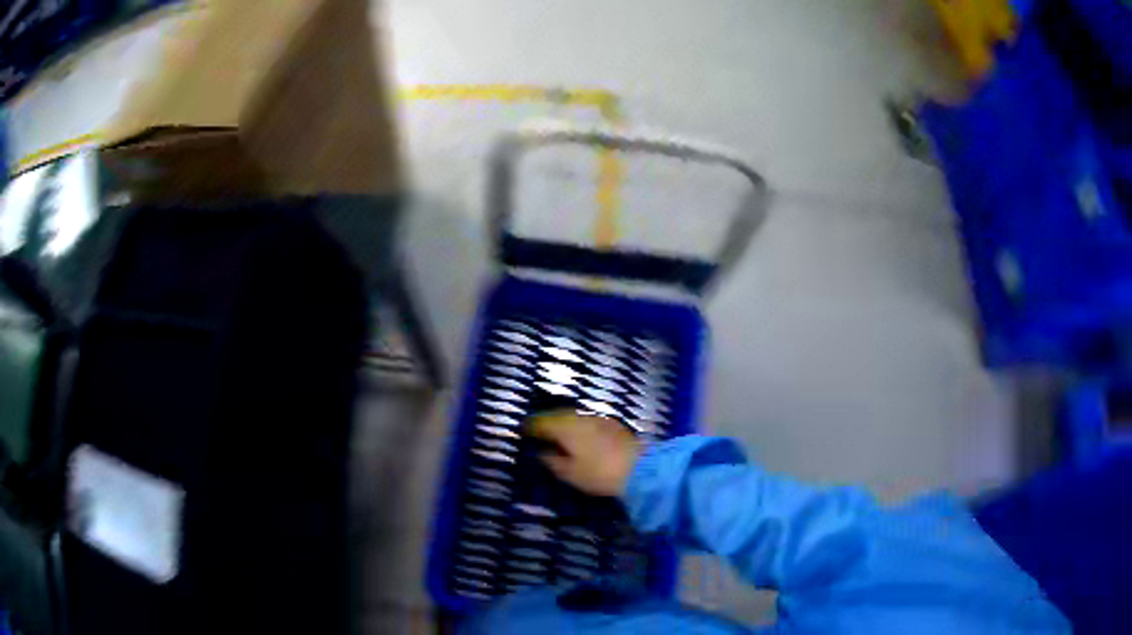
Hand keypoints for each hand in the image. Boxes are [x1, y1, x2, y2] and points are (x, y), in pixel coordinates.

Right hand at [527, 412, 641, 496]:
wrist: (641, 467)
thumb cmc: (599, 473)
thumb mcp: (570, 473)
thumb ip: (552, 461)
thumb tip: (541, 453)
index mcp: (564, 428)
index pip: (541, 422)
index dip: (530, 427)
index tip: (521, 431)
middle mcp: (579, 417)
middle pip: (557, 415)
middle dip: (546, 422)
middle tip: (536, 430)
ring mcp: (597, 418)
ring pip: (572, 417)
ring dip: (562, 422)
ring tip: (555, 433)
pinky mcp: (611, 424)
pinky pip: (585, 420)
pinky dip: (576, 425)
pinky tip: (577, 435)